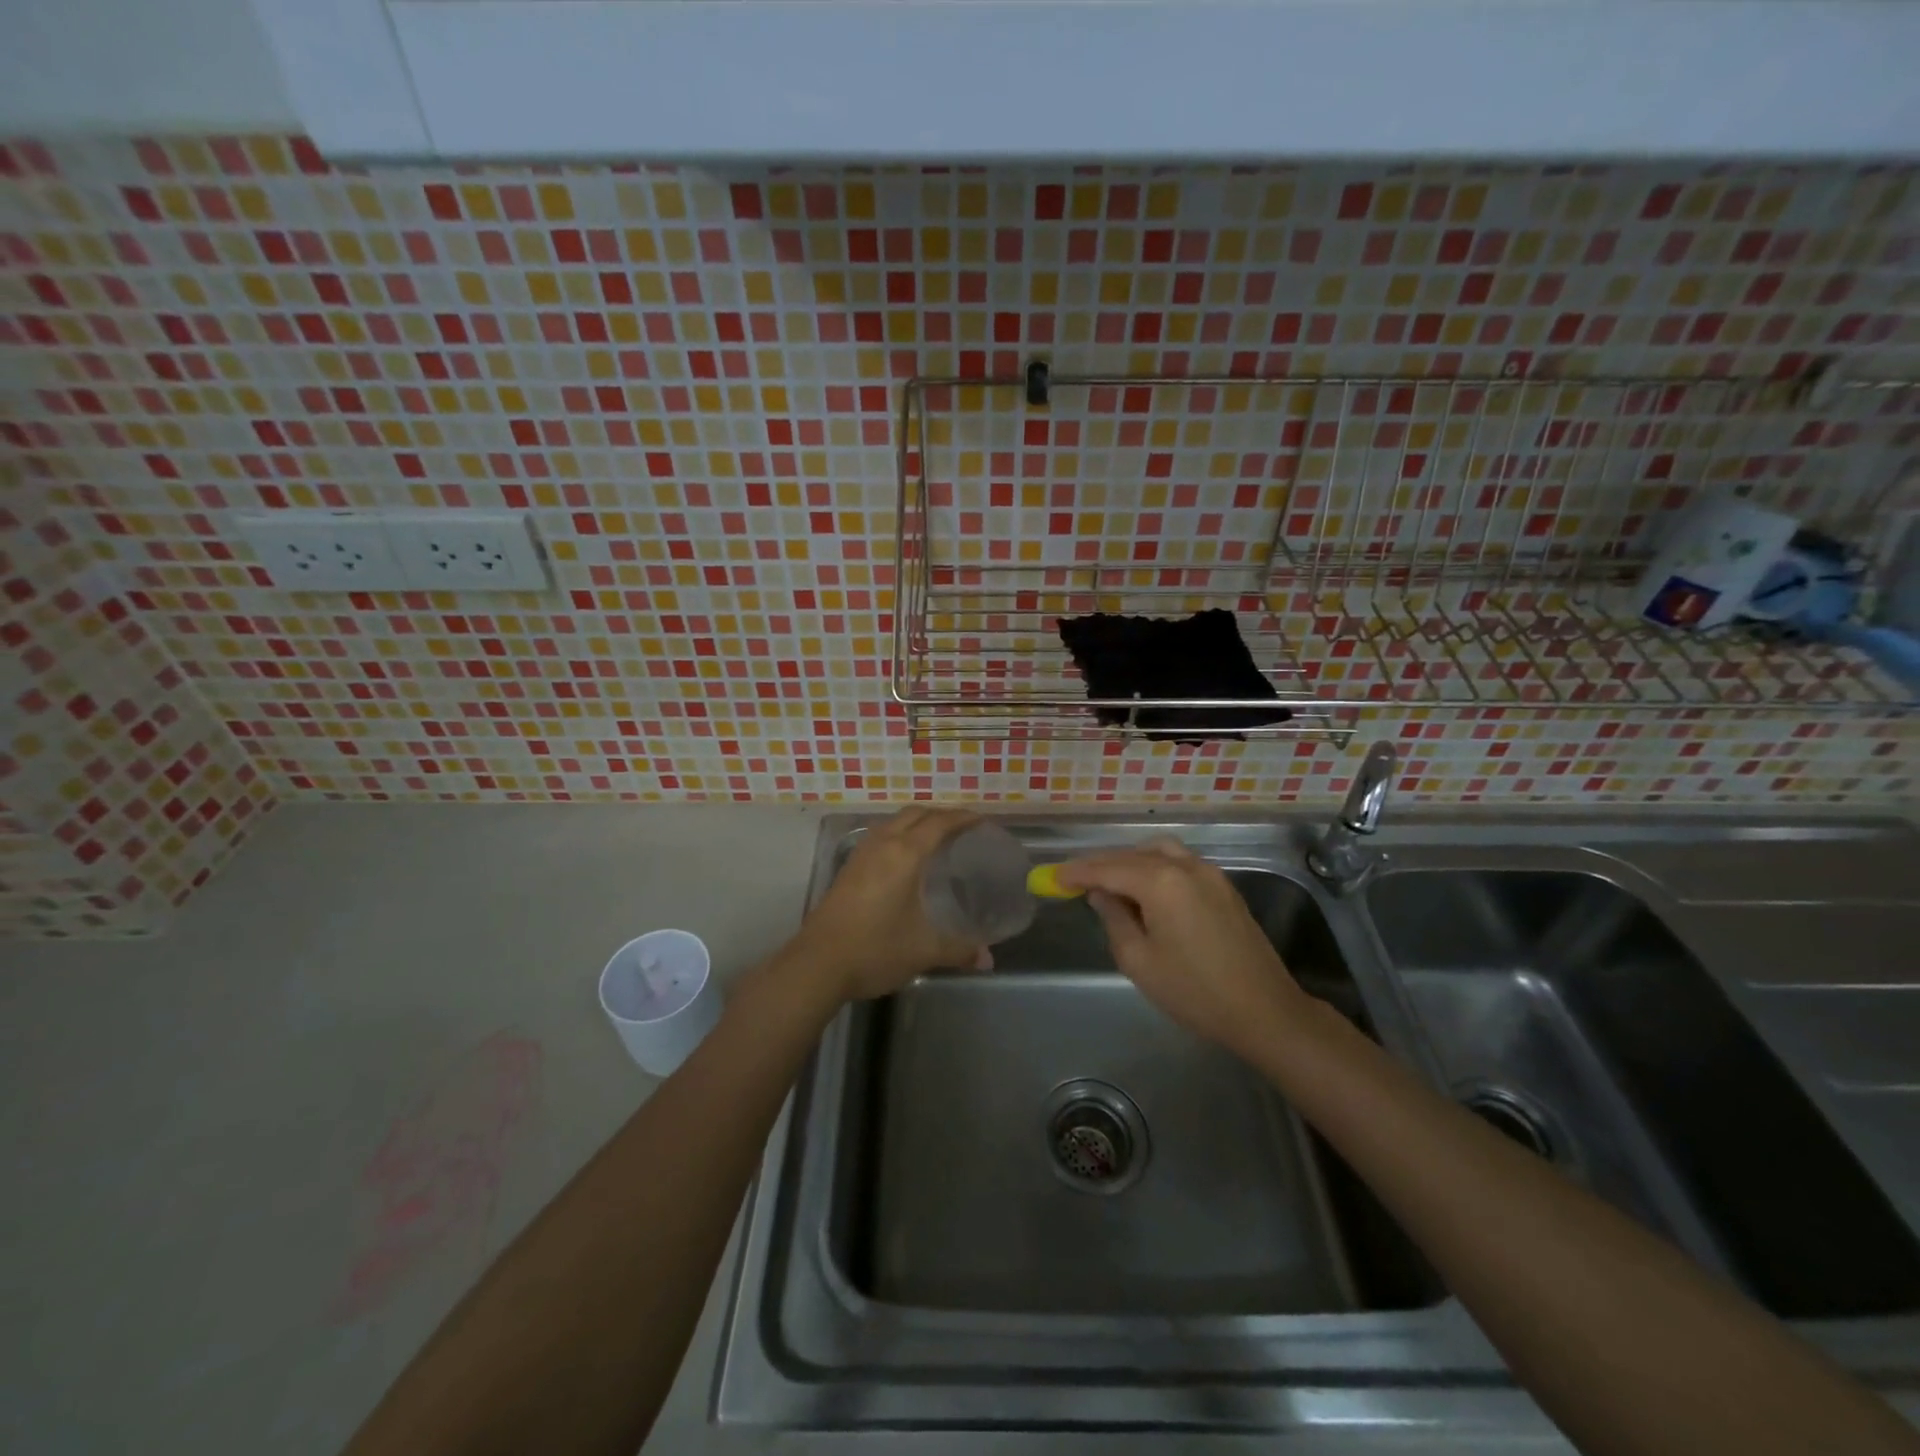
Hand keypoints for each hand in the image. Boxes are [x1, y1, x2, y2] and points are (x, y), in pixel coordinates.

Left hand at [780, 808, 990, 1003]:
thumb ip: (959, 950)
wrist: (817, 964)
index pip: (939, 823)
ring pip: (893, 822)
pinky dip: (899, 835)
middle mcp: (882, 845)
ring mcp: (861, 855)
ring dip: (916, 822)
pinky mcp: (848, 869)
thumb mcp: (923, 951)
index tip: (982, 820)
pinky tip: (905, 860)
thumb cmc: (875, 950)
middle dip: (940, 814)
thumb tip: (987, 958)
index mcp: (905, 854)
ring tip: (936, 839)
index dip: (962, 818)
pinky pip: (880, 836)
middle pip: (914, 814)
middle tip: (962, 828)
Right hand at [1056, 839, 1308, 1060]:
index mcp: (1161, 881)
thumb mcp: (1139, 960)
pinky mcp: (1224, 887)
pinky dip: (1155, 867)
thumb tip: (1101, 894)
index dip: (1077, 872)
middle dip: (1101, 865)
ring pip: (1159, 852)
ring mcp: (1209, 873)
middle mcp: (1185, 865)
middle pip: (1132, 855)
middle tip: (1074, 880)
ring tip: (1110, 882)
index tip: (1052, 877)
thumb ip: (1114, 919)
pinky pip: (1179, 862)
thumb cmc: (1195, 991)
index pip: (1108, 868)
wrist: (1265, 1011)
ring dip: (1130, 861)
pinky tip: (1145, 889)